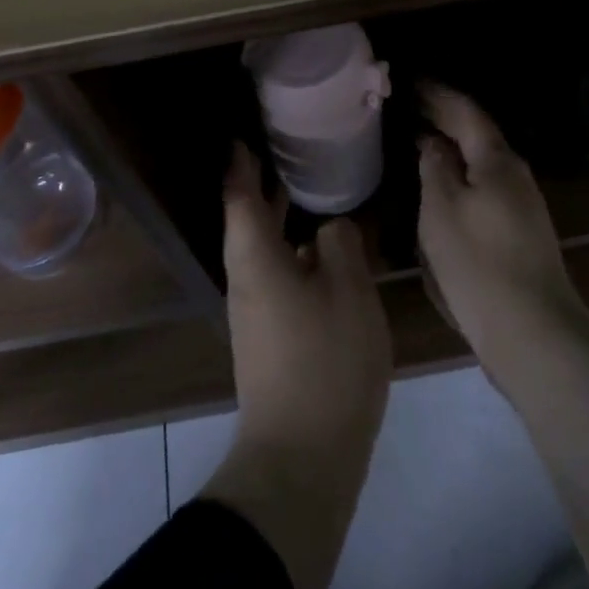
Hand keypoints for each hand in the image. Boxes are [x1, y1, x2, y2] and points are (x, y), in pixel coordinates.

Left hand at [201, 144, 391, 588]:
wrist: (302, 454)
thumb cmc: (326, 360)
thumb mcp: (348, 290)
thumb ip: (339, 245)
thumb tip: (330, 226)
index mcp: (256, 259)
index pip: (241, 196)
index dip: (242, 163)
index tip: (246, 134)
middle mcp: (246, 279)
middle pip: (249, 220)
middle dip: (264, 186)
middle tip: (289, 150)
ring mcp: (255, 311)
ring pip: (265, 249)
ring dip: (282, 218)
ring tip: (311, 189)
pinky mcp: (270, 335)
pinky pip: (278, 273)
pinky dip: (294, 249)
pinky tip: (323, 250)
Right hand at [417, 83, 588, 355]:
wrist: (532, 331)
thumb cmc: (478, 263)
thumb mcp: (441, 210)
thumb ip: (434, 169)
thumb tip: (432, 143)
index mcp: (496, 161)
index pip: (465, 111)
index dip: (437, 94)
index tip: (410, 80)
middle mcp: (514, 175)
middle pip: (476, 134)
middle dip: (444, 117)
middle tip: (408, 105)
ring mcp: (521, 205)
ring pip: (480, 162)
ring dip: (451, 147)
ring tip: (418, 140)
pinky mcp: (518, 232)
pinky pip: (483, 187)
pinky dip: (459, 175)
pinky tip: (441, 186)